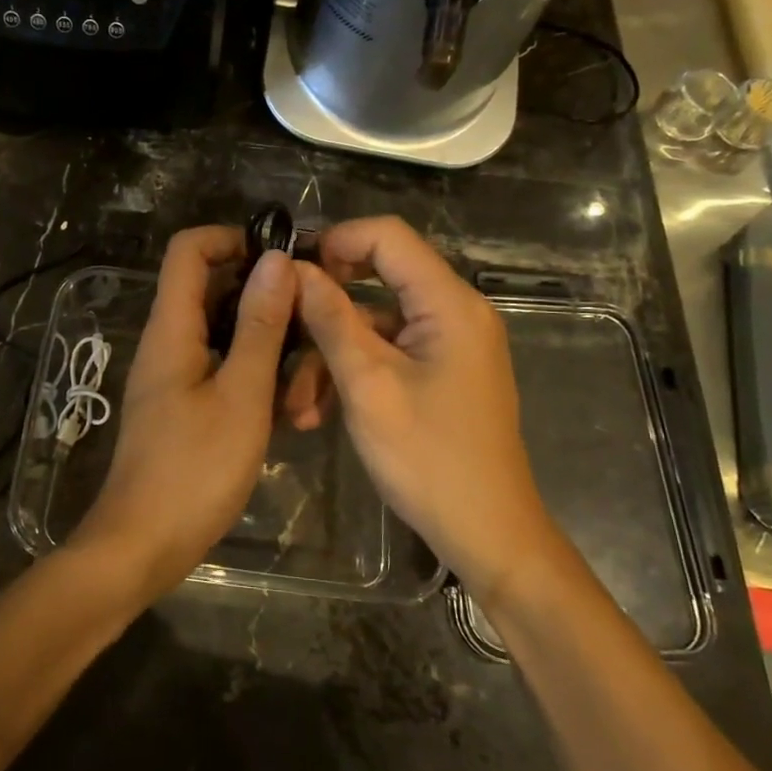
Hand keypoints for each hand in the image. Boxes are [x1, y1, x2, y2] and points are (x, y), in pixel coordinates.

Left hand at [71, 226, 296, 603]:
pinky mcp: (183, 404)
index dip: (233, 239)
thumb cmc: (194, 470)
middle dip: (264, 297)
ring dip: (267, 343)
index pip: (189, 249)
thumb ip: (261, 327)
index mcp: (172, 328)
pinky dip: (254, 374)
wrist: (142, 546)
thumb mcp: (242, 395)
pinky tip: (290, 408)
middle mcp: (168, 341)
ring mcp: (174, 374)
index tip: (283, 260)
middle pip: (212, 289)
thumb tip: (276, 260)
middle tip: (312, 321)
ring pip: (224, 332)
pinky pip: (221, 367)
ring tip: (308, 377)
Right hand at [288, 216, 552, 604]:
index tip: (292, 271)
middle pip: (380, 277)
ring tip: (296, 403)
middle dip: (326, 304)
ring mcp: (450, 342)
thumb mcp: (368, 385)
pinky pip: (389, 350)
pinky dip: (354, 371)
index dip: (337, 240)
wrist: (488, 534)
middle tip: (283, 325)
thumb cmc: (429, 459)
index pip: (389, 236)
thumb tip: (294, 269)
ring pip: (377, 321)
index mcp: (450, 303)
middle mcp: (456, 311)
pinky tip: (317, 411)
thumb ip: (331, 319)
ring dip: (332, 351)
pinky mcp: (442, 370)